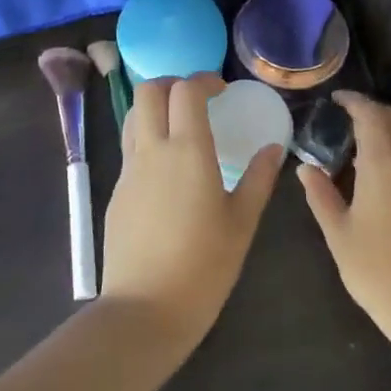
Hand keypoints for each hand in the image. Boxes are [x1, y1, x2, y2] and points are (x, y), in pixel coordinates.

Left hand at [99, 74, 284, 350]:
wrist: (145, 309)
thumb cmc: (204, 266)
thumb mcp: (242, 222)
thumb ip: (258, 178)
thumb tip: (273, 148)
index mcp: (188, 151)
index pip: (186, 90)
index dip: (204, 80)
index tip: (222, 90)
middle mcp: (153, 150)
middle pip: (149, 91)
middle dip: (172, 83)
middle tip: (197, 100)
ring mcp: (129, 171)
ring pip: (133, 115)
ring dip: (155, 107)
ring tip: (180, 126)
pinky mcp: (117, 191)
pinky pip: (130, 148)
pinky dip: (147, 137)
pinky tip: (167, 167)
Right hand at [296, 91, 390, 348]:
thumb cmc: (377, 271)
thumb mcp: (338, 234)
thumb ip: (321, 195)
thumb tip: (305, 168)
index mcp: (384, 164)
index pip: (371, 115)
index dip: (354, 101)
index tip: (338, 100)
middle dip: (376, 111)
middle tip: (353, 120)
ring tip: (374, 145)